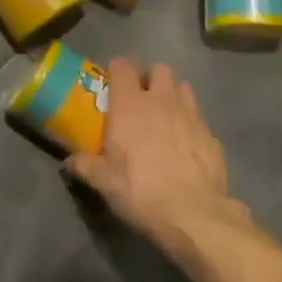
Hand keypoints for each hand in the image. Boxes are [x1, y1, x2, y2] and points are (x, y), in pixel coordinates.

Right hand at [67, 58, 242, 253]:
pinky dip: (190, 122)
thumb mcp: (103, 182)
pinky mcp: (212, 135)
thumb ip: (85, 165)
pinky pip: (199, 117)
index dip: (117, 70)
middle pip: (159, 69)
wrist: (193, 215)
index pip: (123, 66)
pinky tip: (185, 143)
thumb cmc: (140, 191)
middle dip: (150, 78)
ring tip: (165, 115)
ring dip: (173, 95)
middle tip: (141, 99)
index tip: (112, 84)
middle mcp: (162, 101)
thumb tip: (70, 161)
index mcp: (130, 105)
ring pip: (183, 87)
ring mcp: (191, 115)